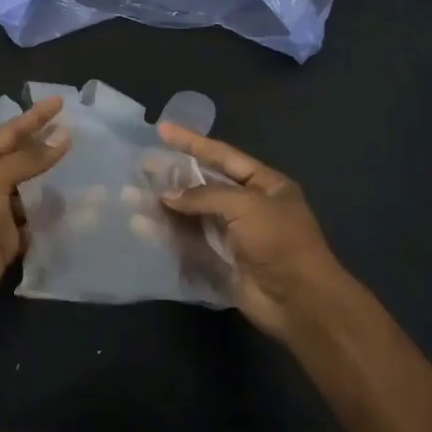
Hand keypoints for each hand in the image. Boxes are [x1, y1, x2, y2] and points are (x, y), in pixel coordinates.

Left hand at [0, 96, 70, 327]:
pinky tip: (77, 209)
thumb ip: (28, 159)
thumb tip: (63, 138)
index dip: (35, 116)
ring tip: (88, 169)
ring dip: (55, 182)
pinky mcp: (10, 241)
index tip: (61, 101)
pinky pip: (37, 223)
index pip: (11, 132)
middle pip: (23, 159)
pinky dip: (53, 217)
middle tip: (78, 131)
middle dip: (46, 144)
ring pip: (33, 191)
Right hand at [156, 125, 356, 342]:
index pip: (223, 156)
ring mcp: (233, 235)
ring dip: (165, 206)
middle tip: (141, 165)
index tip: (162, 130)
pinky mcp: (220, 261)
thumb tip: (168, 195)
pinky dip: (167, 233)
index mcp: (265, 185)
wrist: (299, 301)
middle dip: (173, 176)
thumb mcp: (246, 206)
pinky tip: (142, 227)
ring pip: (192, 214)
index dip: (192, 142)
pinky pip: (189, 242)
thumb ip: (205, 196)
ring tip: (132, 196)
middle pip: (204, 185)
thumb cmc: (279, 242)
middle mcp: (248, 206)